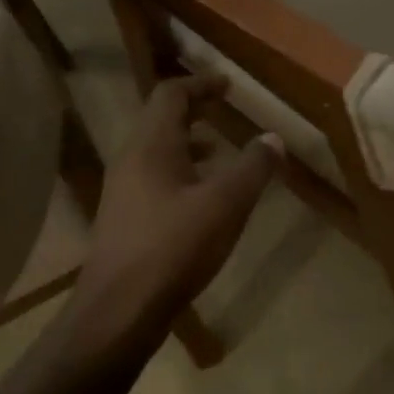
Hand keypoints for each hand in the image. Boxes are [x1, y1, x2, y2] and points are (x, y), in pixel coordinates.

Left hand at [69, 75, 280, 336]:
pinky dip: (180, 171)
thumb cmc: (175, 247)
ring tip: (219, 151)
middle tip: (224, 108)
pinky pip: (154, 177)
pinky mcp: (124, 218)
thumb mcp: (226, 204)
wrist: (120, 309)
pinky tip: (202, 198)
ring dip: (187, 142)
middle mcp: (131, 160)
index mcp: (151, 146)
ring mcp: (123, 190)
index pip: (171, 95)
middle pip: (160, 119)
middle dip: (194, 110)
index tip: (228, 85)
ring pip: (156, 151)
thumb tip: (273, 138)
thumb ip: (253, 167)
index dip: (200, 84)